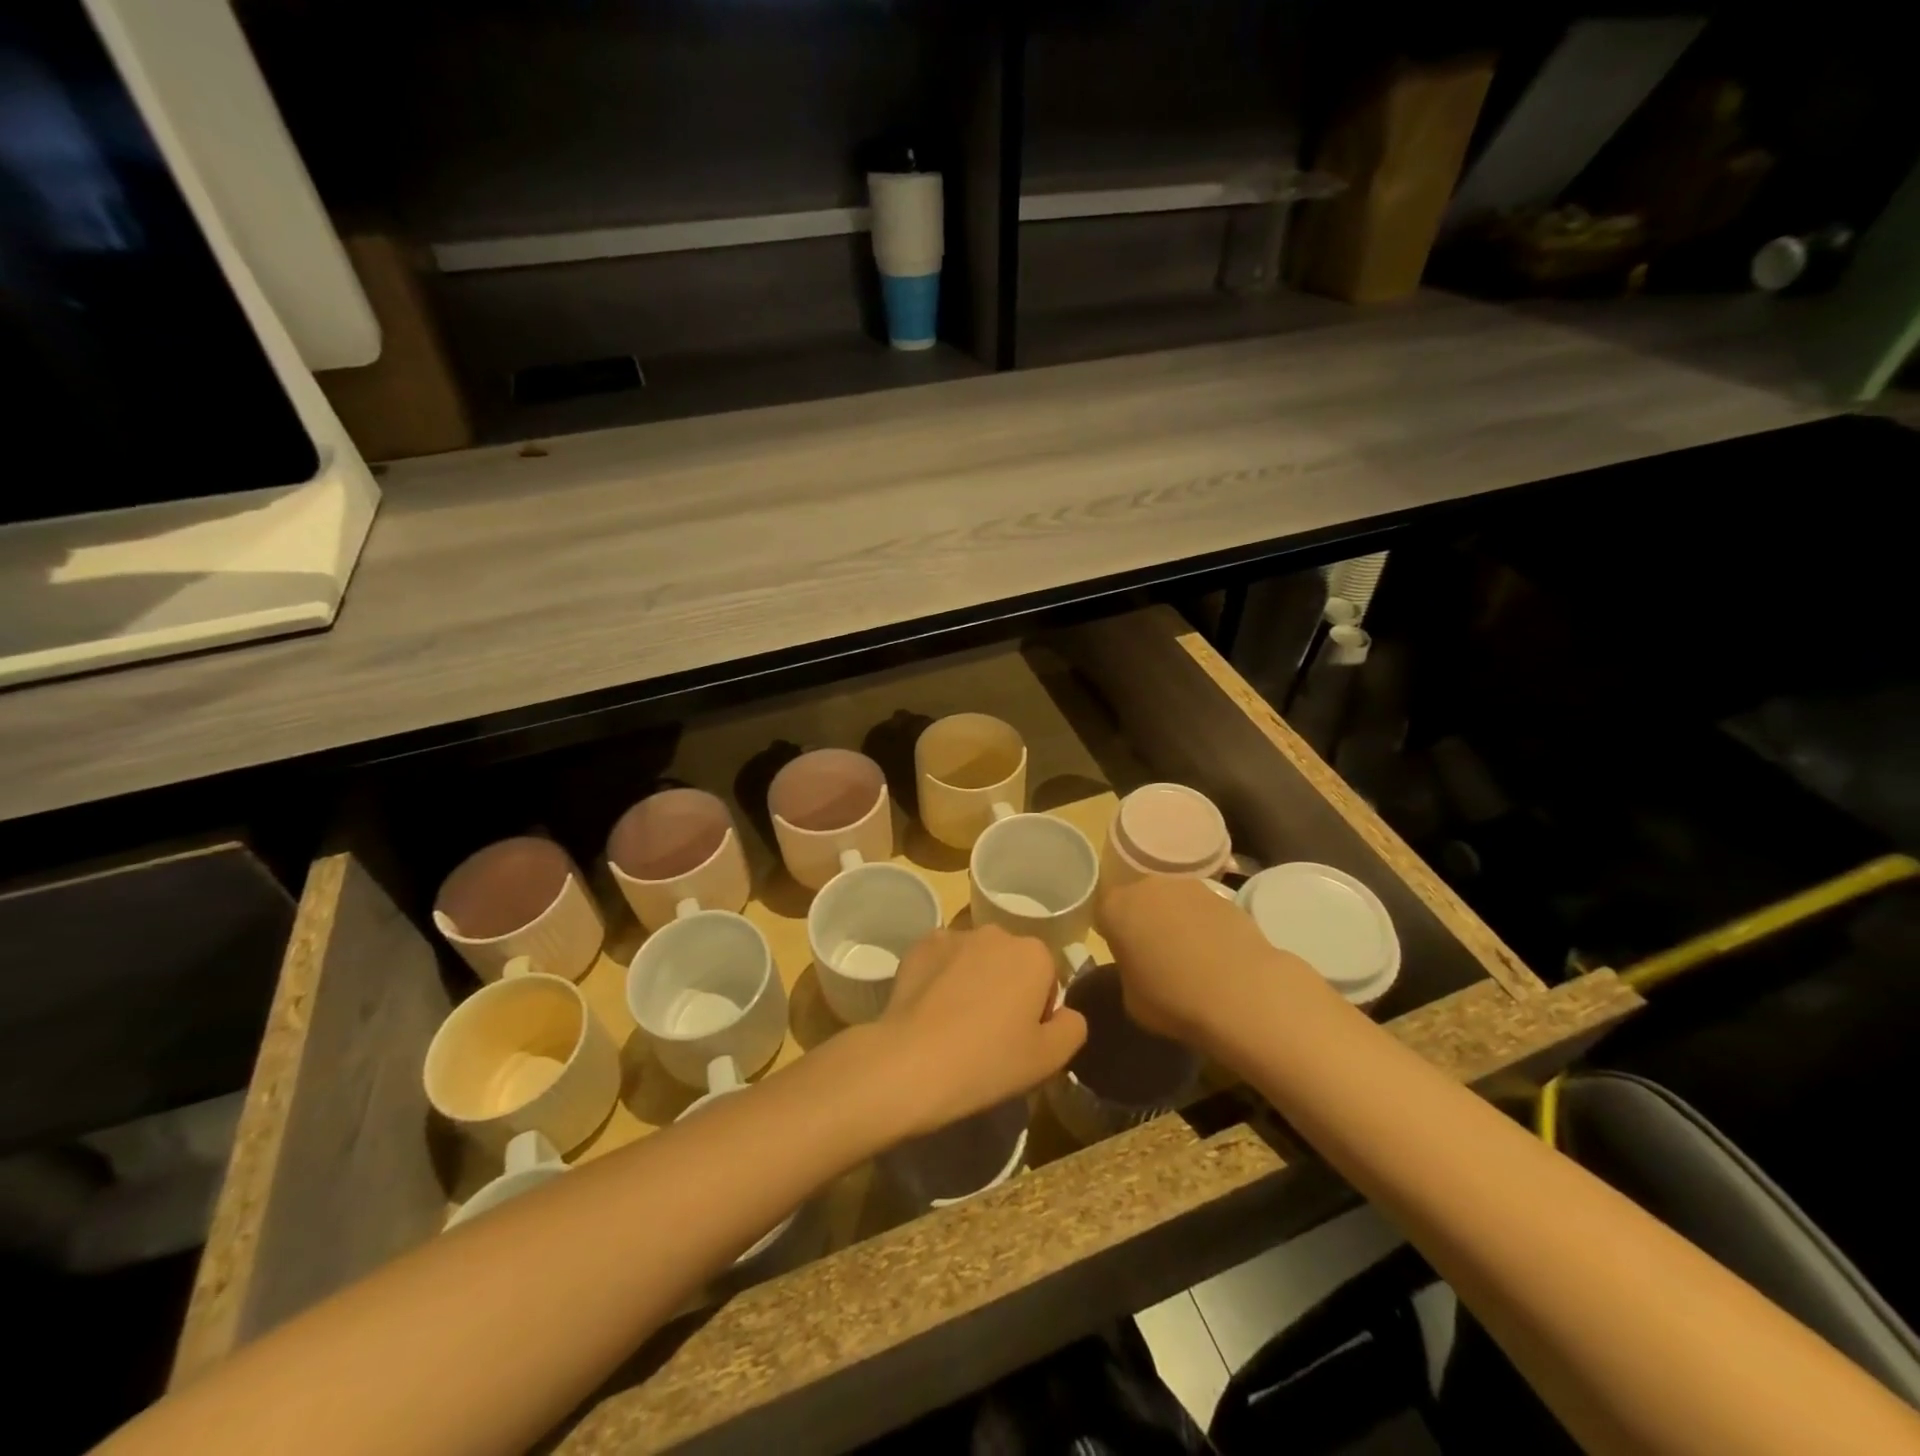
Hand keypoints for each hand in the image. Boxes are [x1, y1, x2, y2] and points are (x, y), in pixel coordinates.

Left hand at [868, 926, 1086, 1138]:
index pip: (1047, 979)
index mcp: (1034, 954)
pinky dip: (939, 977)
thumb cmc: (990, 1060)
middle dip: (1005, 988)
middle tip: (989, 1032)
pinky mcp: (918, 946)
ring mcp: (953, 936)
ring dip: (972, 980)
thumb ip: (1073, 1027)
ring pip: (974, 958)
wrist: (913, 1062)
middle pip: (1010, 962)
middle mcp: (996, 933)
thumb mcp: (1050, 1059)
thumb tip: (1067, 1013)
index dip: (1038, 1011)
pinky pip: (940, 960)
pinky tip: (930, 1011)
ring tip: (955, 1023)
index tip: (1020, 1039)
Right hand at [1097, 875, 1315, 1049]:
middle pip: (1138, 900)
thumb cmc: (1174, 1000)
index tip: (1123, 956)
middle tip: (1153, 955)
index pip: (1103, 913)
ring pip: (1171, 901)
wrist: (1242, 993)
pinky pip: (1202, 910)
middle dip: (1143, 921)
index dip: (1111, 934)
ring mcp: (1188, 886)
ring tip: (1189, 956)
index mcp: (1116, 908)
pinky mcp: (1224, 895)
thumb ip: (1127, 971)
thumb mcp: (1131, 998)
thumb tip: (1138, 966)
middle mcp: (1148, 886)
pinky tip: (1216, 955)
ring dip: (1175, 921)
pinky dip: (1204, 926)